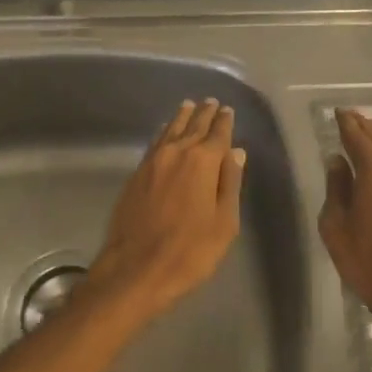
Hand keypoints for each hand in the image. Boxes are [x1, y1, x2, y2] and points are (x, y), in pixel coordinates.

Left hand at [85, 98, 245, 325]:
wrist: (135, 269)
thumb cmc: (189, 251)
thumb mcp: (224, 223)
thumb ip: (230, 183)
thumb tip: (236, 152)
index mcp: (203, 162)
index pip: (218, 134)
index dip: (224, 122)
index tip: (227, 110)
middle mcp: (177, 153)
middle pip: (193, 126)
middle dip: (204, 114)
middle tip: (211, 102)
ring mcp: (153, 162)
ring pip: (171, 130)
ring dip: (182, 117)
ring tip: (189, 106)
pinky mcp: (136, 174)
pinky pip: (155, 143)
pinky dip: (164, 132)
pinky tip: (166, 131)